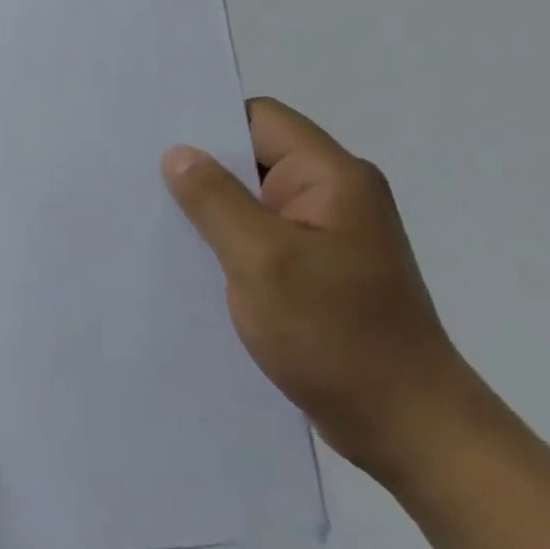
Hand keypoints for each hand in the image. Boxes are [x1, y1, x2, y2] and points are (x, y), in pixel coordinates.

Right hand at [162, 98, 486, 485]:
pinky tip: (192, 259)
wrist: (408, 429)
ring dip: (212, 210)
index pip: (260, 119)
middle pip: (256, 157)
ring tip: (157, 220)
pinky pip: (262, 236)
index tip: (155, 141)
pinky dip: (228, 241)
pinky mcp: (319, 270)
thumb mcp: (263, 261)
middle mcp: (334, 195)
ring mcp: (328, 235)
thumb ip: (215, 201)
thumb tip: (177, 153)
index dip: (208, 124)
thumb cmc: (336, 337)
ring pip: (254, 200)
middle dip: (202, 169)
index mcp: (332, 177)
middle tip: (141, 181)